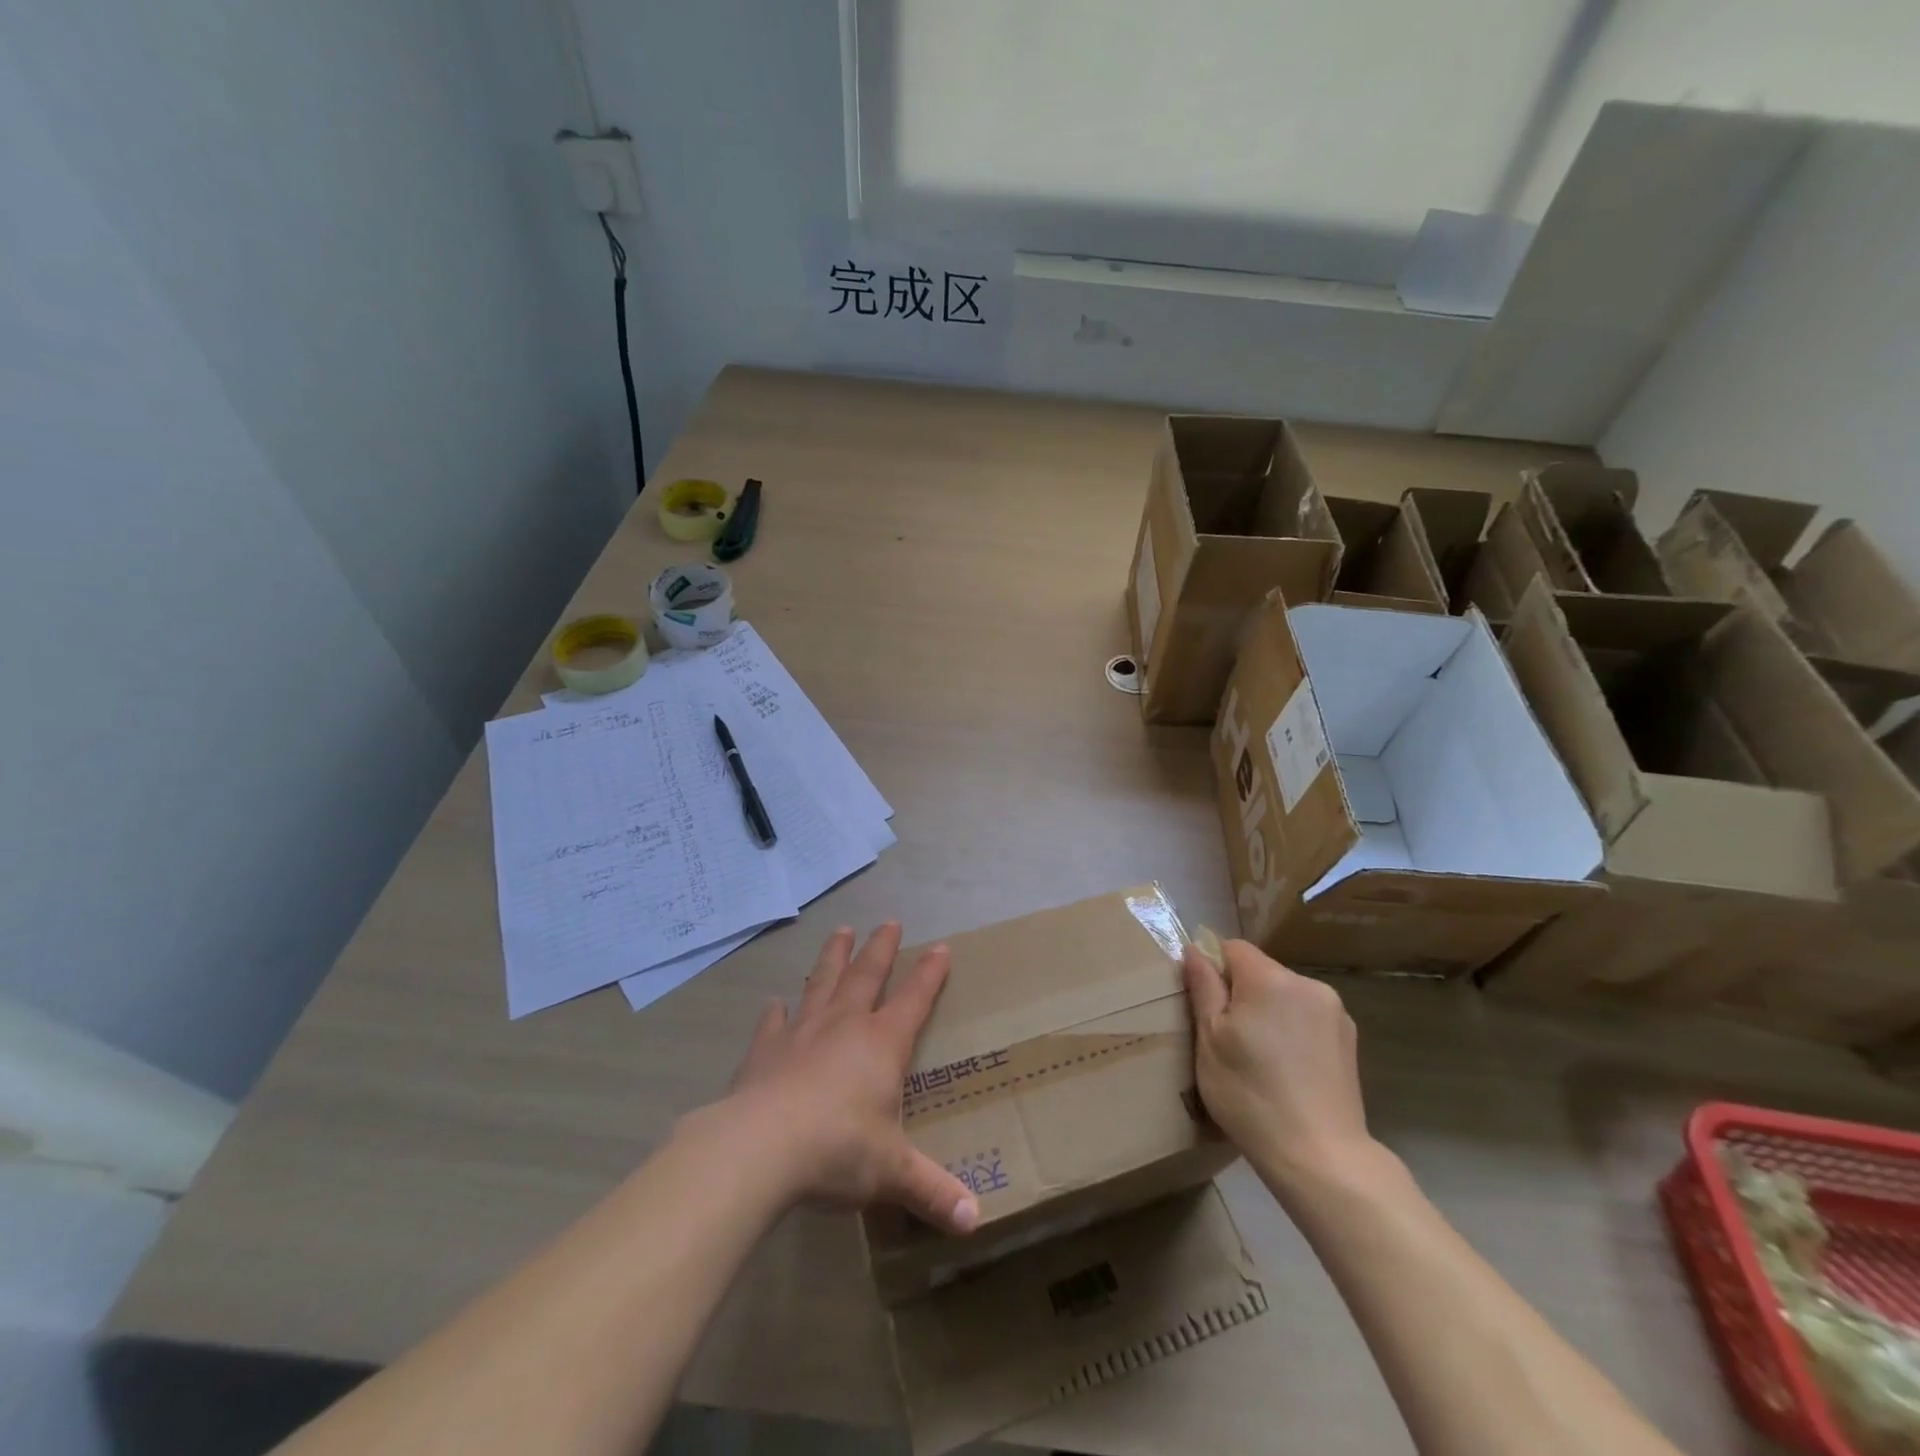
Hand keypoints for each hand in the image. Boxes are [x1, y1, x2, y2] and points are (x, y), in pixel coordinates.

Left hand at [723, 923, 978, 1235]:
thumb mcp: (892, 1173)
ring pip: (822, 982)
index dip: (929, 974)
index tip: (940, 947)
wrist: (760, 1148)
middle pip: (866, 975)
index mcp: (882, 1043)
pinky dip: (776, 1012)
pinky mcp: (765, 1050)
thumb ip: (932, 1191)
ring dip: (833, 957)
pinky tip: (774, 1002)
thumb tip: (974, 1223)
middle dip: (880, 948)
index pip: (914, 998)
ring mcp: (802, 1033)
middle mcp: (844, 1026)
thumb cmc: (838, 1150)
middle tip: (888, 921)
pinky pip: (773, 1023)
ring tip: (841, 931)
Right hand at [1183, 938, 1376, 1192]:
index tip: (1208, 1008)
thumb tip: (1195, 950)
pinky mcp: (1349, 1039)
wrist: (1320, 1157)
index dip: (1214, 970)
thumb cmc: (1251, 1095)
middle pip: (1261, 970)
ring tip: (1261, 1058)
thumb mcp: (1210, 1041)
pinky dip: (1293, 1030)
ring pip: (1285, 994)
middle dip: (1242, 993)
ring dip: (1269, 1011)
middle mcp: (1307, 984)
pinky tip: (1289, 1069)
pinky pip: (1307, 1017)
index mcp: (1270, 979)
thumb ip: (1204, 989)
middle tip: (1230, 1040)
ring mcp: (1335, 1012)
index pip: (1233, 948)